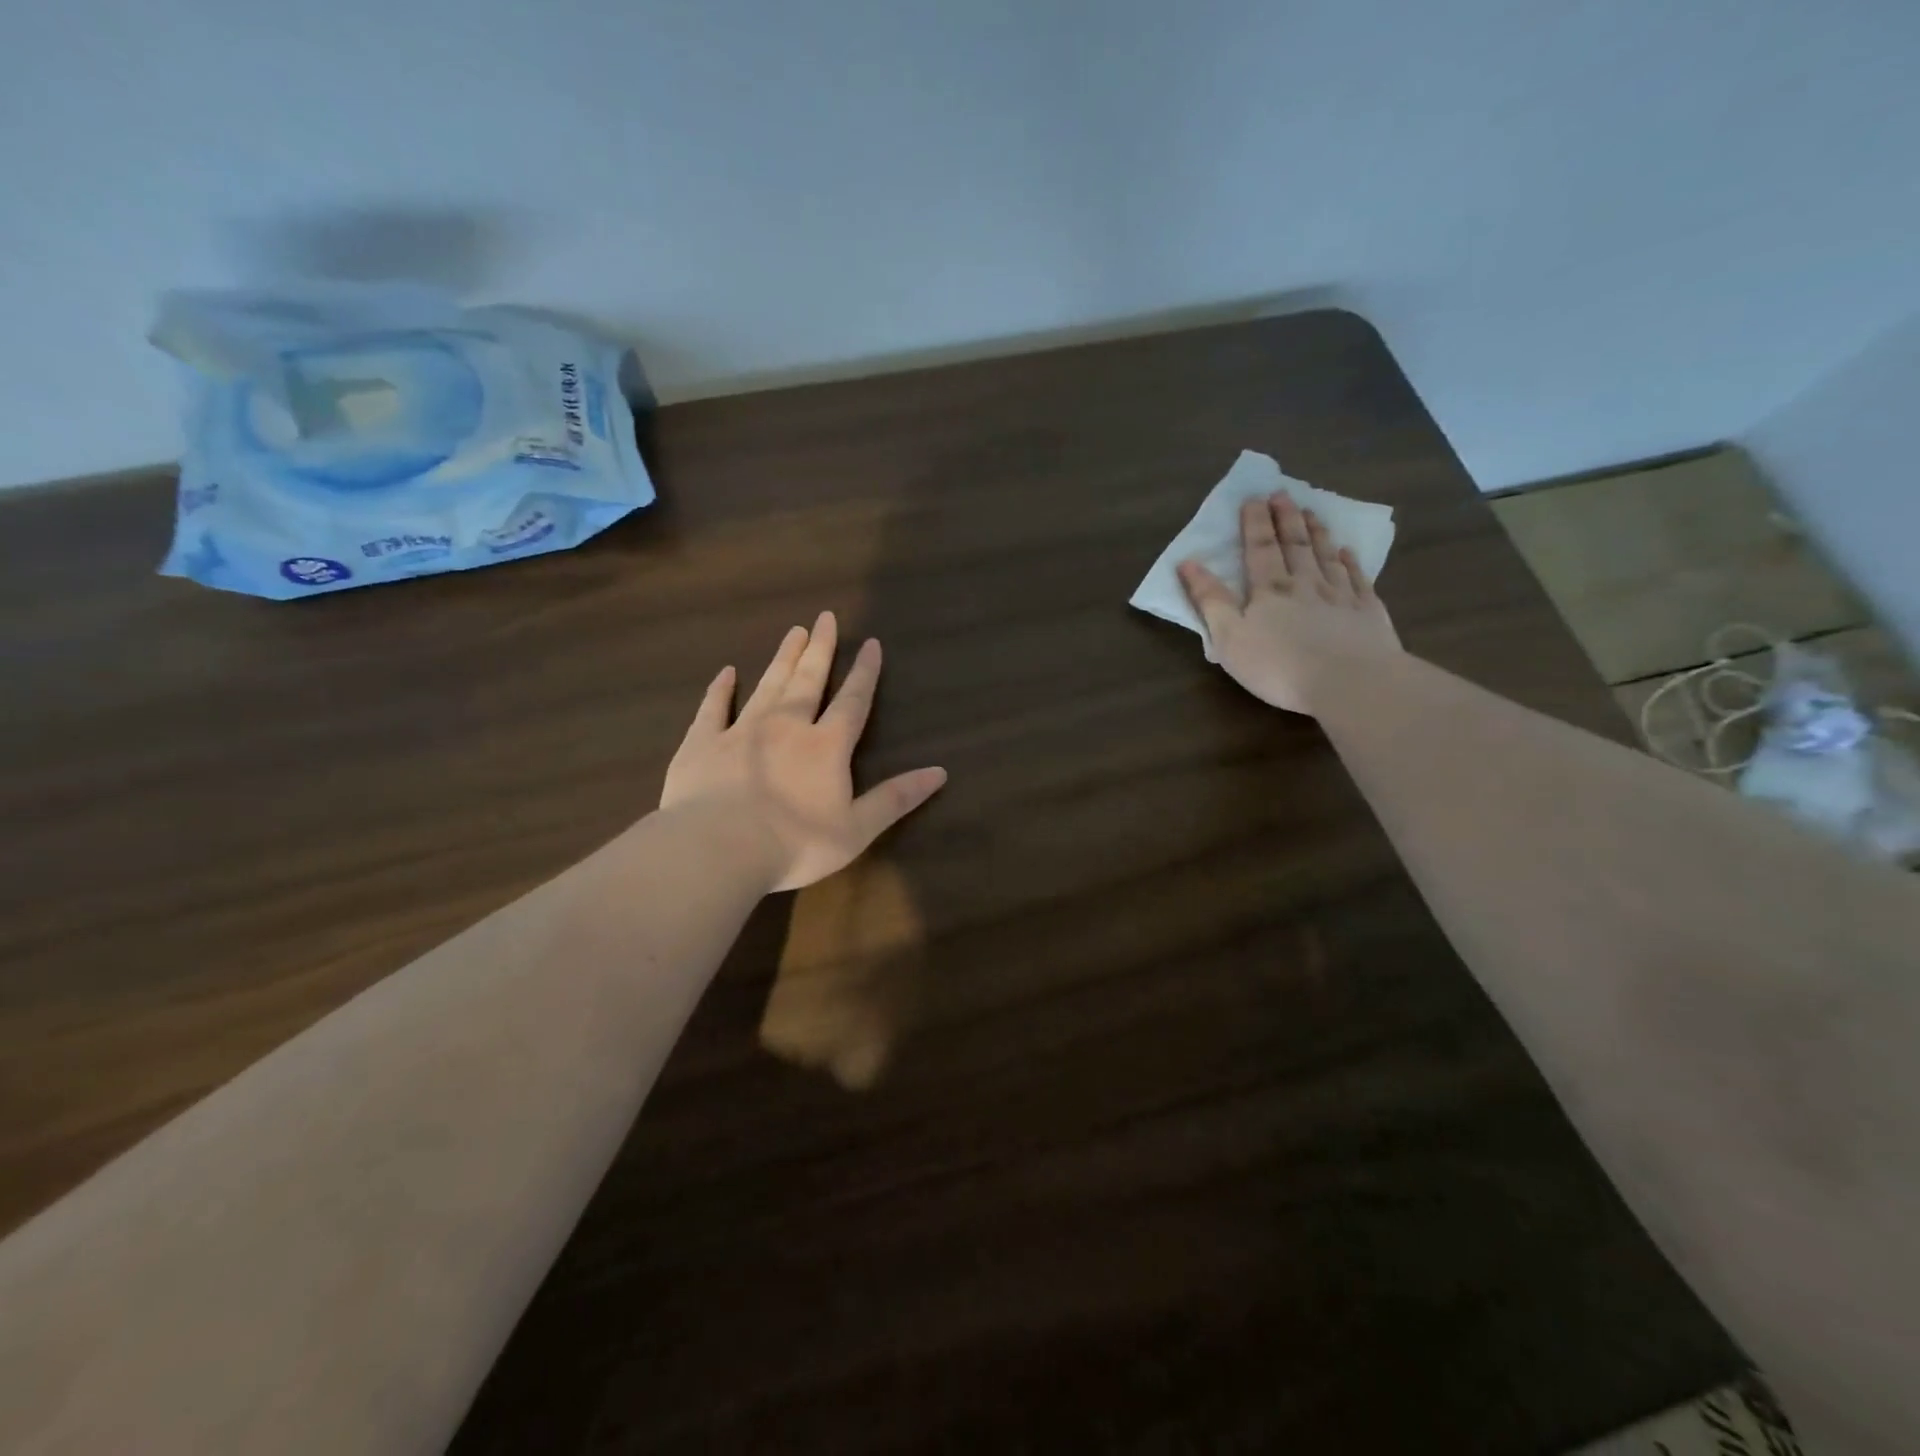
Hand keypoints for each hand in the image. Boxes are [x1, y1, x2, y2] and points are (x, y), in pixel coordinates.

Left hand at [660, 612, 947, 891]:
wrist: (717, 849)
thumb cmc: (794, 845)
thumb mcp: (857, 829)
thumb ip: (896, 798)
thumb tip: (940, 772)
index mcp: (826, 746)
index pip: (852, 701)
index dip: (865, 673)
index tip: (871, 643)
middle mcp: (786, 726)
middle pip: (808, 680)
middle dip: (820, 649)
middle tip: (824, 617)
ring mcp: (741, 731)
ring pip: (767, 685)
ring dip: (782, 658)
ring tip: (793, 632)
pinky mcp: (702, 743)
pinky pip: (713, 708)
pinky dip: (720, 689)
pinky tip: (726, 672)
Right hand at [1178, 489, 1400, 714]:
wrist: (1349, 682)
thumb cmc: (1278, 665)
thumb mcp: (1229, 638)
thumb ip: (1210, 600)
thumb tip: (1188, 563)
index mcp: (1269, 591)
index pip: (1259, 549)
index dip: (1255, 523)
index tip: (1253, 498)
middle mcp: (1305, 584)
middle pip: (1295, 546)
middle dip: (1286, 519)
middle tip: (1282, 493)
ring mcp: (1341, 596)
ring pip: (1326, 557)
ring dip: (1317, 533)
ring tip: (1312, 512)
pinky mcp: (1368, 613)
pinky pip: (1358, 579)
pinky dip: (1352, 562)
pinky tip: (1348, 552)